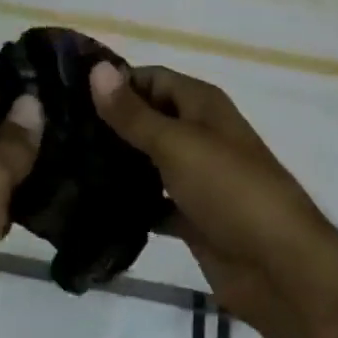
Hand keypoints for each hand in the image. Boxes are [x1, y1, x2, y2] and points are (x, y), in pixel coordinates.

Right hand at [90, 64, 337, 337]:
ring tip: (65, 165)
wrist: (280, 268)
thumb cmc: (229, 188)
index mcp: (202, 105)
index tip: (68, 93)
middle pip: (148, 118)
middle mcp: (199, 134)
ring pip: (149, 161)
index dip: (115, 82)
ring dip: (117, 163)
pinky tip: (92, 206)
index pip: (151, 78)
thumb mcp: (177, 143)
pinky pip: (153, 202)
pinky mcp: (192, 217)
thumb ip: (133, 113)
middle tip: (58, 131)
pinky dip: (130, 203)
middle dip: (110, 124)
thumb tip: (96, 69)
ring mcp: (196, 177)